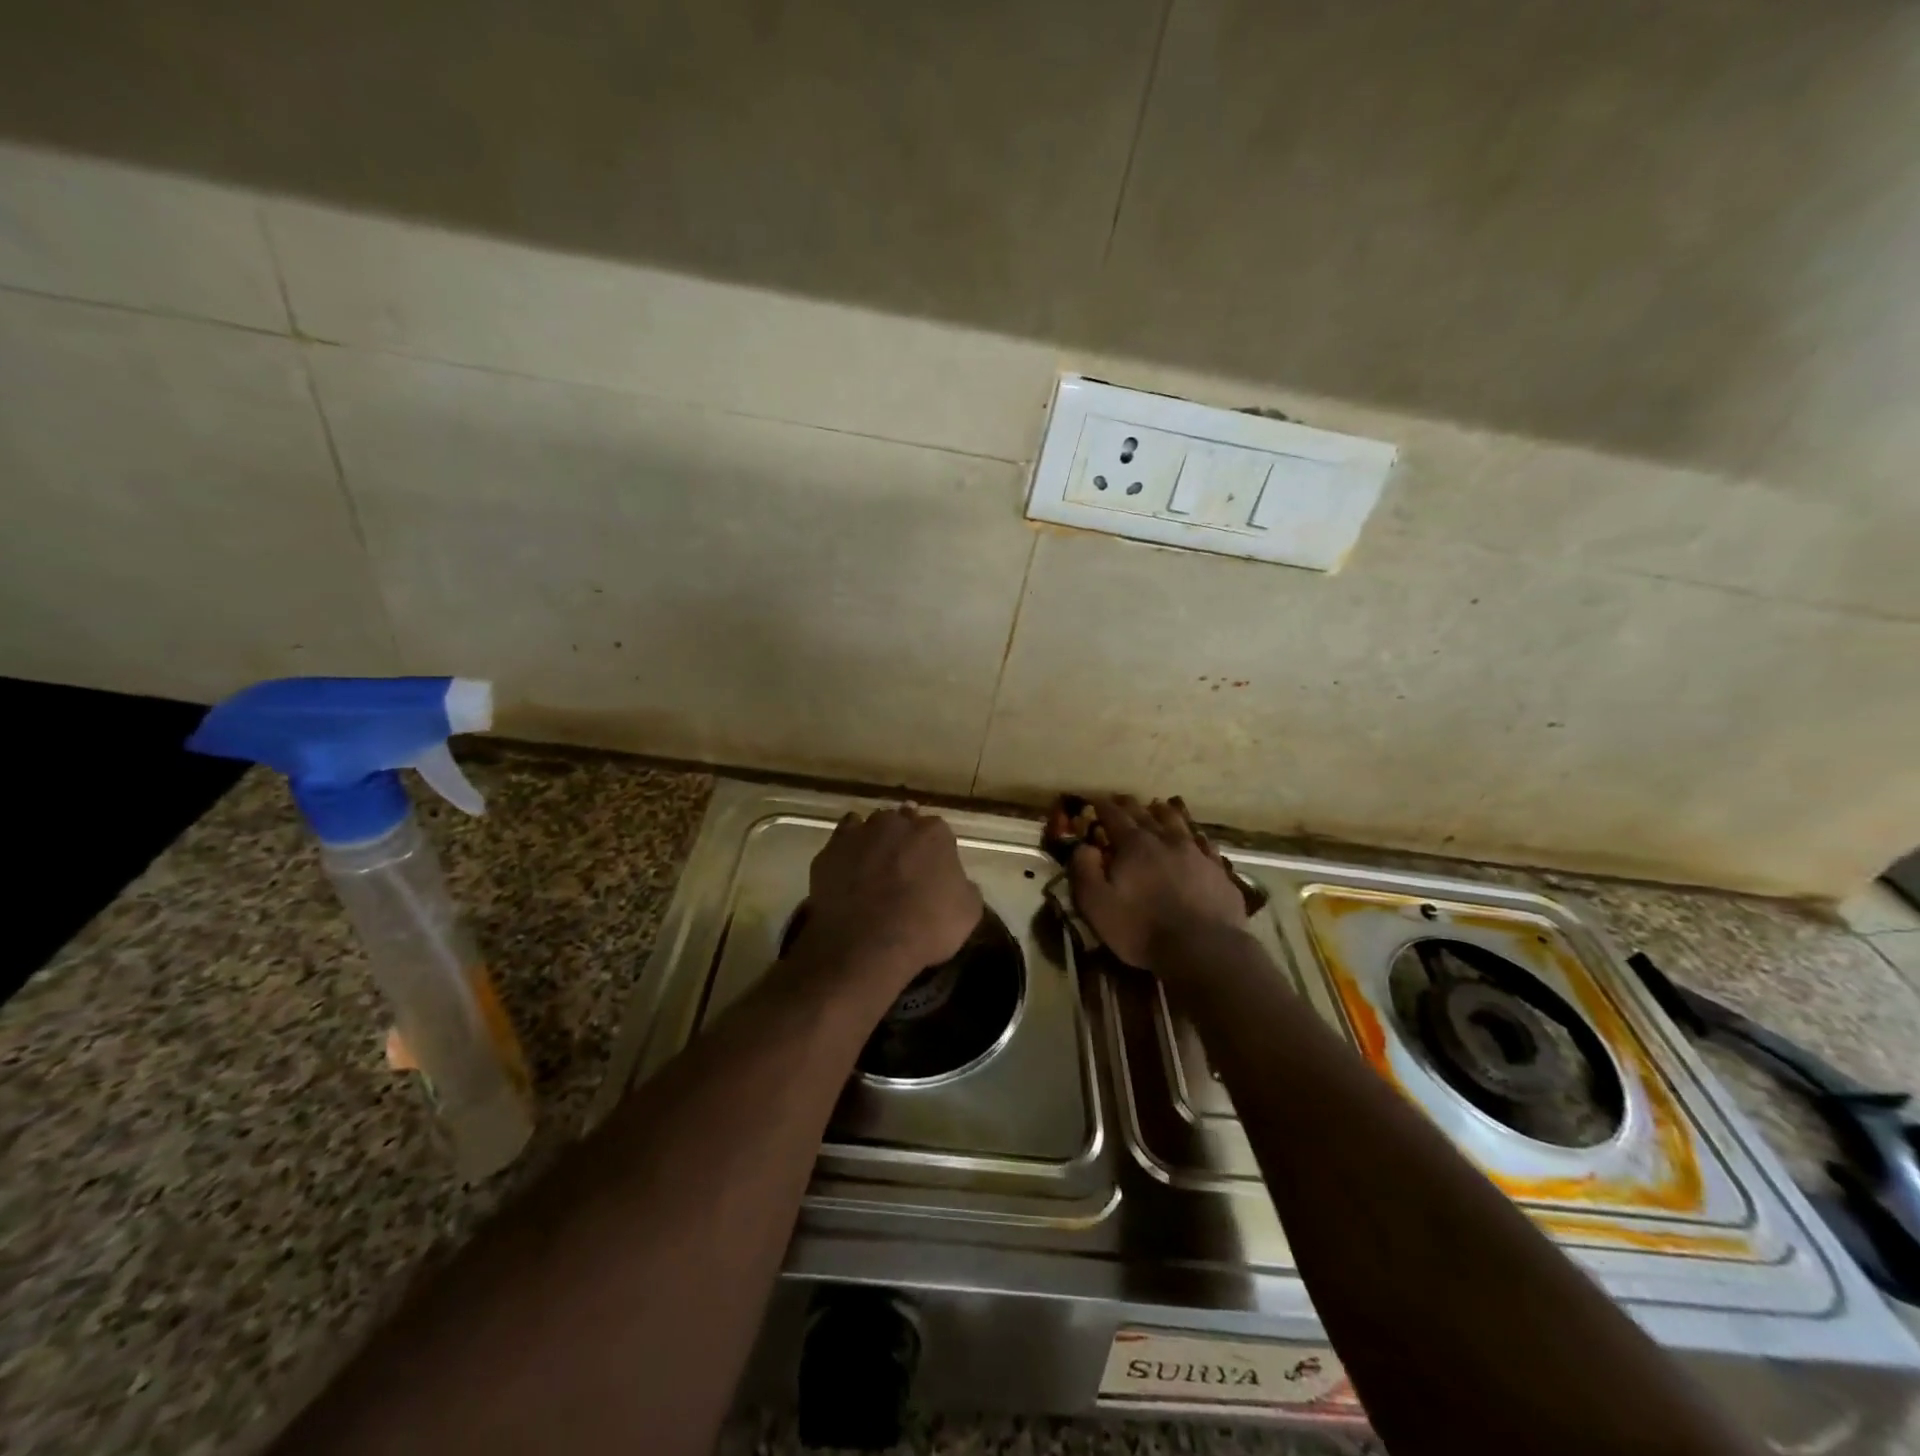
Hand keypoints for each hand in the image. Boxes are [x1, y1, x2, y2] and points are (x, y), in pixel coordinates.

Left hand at [798, 806, 982, 991]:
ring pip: (870, 826)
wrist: (866, 946)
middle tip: (904, 870)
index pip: (939, 832)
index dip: (937, 853)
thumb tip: (957, 881)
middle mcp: (896, 822)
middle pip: (903, 823)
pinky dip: (847, 851)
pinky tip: (850, 870)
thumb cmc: (925, 928)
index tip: (934, 873)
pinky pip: (842, 841)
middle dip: (905, 841)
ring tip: (874, 869)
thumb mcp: (968, 913)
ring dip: (875, 841)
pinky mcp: (830, 851)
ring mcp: (859, 833)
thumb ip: (965, 886)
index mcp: (934, 833)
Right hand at [1069, 795, 1249, 975]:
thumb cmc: (1142, 928)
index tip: (1094, 801)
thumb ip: (1084, 870)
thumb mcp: (1097, 904)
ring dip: (1165, 812)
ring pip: (1178, 822)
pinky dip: (1196, 837)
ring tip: (1159, 807)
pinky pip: (1206, 844)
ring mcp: (1196, 853)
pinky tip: (1197, 838)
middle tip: (1121, 800)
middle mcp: (1166, 840)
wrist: (1204, 949)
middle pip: (1146, 814)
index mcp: (1134, 845)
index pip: (1114, 816)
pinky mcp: (1218, 871)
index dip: (1102, 806)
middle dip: (1130, 805)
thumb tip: (1083, 846)